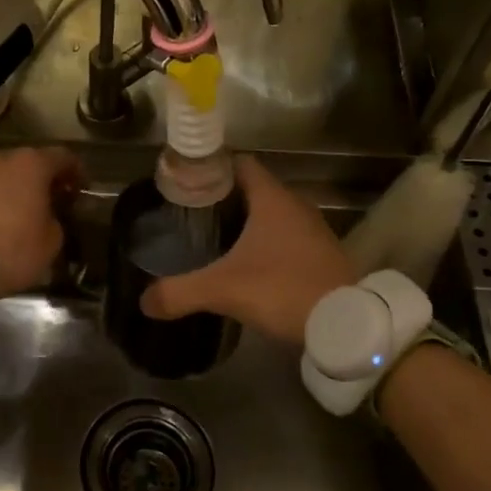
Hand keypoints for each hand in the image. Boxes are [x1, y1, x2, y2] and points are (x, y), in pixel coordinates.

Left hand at [0, 147, 80, 298]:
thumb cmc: (11, 249)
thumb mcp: (51, 243)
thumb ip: (55, 221)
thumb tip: (47, 217)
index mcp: (31, 165)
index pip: (62, 157)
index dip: (76, 171)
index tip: (81, 189)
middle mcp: (0, 160)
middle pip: (27, 163)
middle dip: (41, 179)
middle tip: (50, 201)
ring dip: (11, 189)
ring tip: (17, 213)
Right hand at [142, 155, 354, 345]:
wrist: (346, 326)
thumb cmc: (283, 290)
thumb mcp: (224, 290)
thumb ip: (180, 292)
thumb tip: (144, 302)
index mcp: (273, 199)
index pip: (239, 163)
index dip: (211, 168)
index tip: (185, 183)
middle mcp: (295, 206)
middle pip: (252, 189)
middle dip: (222, 198)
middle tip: (190, 214)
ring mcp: (312, 230)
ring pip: (270, 214)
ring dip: (245, 222)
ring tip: (212, 238)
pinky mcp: (321, 255)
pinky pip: (285, 237)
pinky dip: (264, 243)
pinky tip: (245, 264)